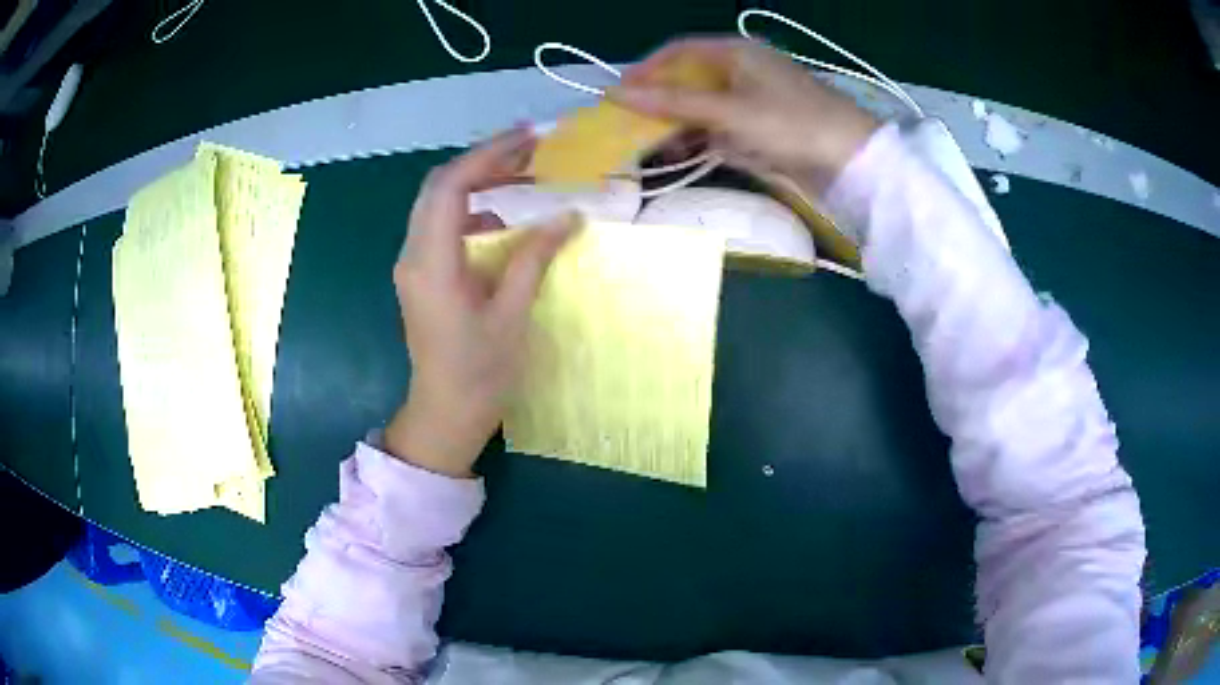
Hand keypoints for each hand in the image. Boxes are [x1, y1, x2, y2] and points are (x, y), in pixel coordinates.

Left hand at [385, 128, 574, 477]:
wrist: (445, 413)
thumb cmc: (479, 372)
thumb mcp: (512, 314)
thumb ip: (535, 257)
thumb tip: (568, 215)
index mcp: (432, 263)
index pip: (451, 186)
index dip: (489, 155)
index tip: (529, 138)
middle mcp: (413, 254)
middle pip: (440, 186)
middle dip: (484, 161)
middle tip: (530, 151)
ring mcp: (413, 264)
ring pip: (438, 204)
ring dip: (477, 183)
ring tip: (521, 175)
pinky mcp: (421, 274)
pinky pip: (441, 226)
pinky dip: (471, 211)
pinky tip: (502, 221)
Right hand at [611, 38, 879, 193]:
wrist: (852, 162)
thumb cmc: (790, 123)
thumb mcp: (729, 110)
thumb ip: (673, 102)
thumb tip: (616, 93)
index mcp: (736, 52)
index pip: (679, 51)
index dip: (646, 70)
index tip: (618, 95)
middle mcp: (742, 70)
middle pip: (689, 79)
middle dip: (660, 102)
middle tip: (630, 126)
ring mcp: (754, 100)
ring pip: (703, 106)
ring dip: (678, 125)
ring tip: (652, 148)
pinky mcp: (763, 128)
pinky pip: (721, 127)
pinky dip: (701, 139)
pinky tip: (683, 155)